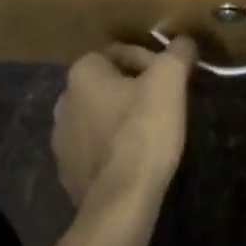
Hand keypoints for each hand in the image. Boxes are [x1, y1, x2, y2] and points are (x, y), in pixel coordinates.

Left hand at [53, 39, 196, 223]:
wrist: (120, 204)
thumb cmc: (142, 132)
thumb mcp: (169, 81)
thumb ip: (177, 52)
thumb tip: (184, 41)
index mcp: (82, 72)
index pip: (120, 52)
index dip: (151, 61)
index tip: (172, 80)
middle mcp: (63, 100)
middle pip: (109, 83)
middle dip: (136, 89)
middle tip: (165, 104)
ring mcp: (61, 140)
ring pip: (101, 115)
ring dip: (123, 118)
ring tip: (153, 132)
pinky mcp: (67, 173)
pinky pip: (95, 148)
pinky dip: (113, 147)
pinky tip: (135, 159)